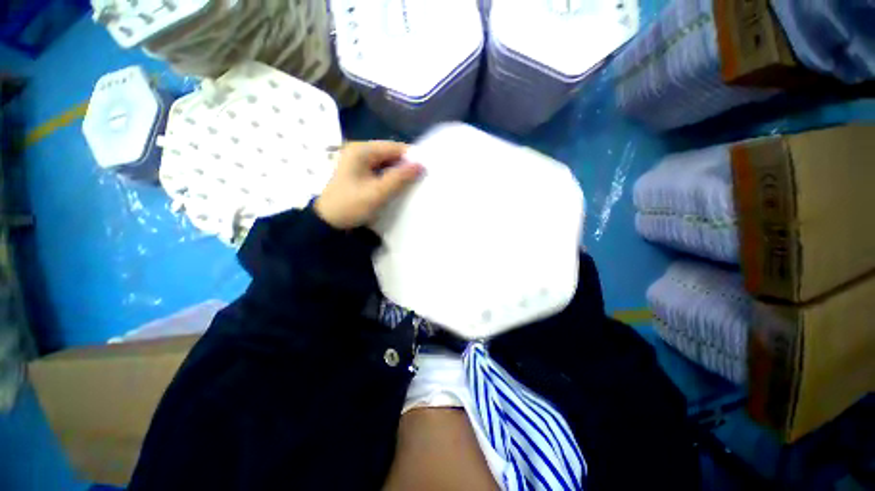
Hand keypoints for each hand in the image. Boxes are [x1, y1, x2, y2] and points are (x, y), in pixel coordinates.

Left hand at [315, 141, 423, 229]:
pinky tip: (400, 186)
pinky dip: (391, 177)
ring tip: (415, 182)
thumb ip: (400, 178)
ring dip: (399, 172)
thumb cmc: (351, 205)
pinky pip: (381, 171)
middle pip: (390, 154)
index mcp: (361, 150)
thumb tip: (421, 165)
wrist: (329, 223)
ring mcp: (358, 162)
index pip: (394, 147)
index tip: (427, 168)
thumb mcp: (377, 193)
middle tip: (423, 177)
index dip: (411, 156)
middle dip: (406, 165)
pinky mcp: (359, 173)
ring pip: (387, 163)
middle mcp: (359, 151)